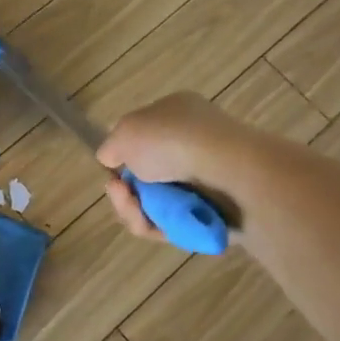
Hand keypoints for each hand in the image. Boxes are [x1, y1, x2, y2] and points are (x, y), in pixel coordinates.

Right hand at [96, 92, 252, 239]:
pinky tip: (147, 224)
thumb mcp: (126, 131)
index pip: (141, 136)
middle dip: (124, 189)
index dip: (121, 155)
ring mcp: (204, 181)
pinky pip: (172, 223)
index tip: (111, 168)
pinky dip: (154, 226)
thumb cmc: (173, 140)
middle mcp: (191, 144)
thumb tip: (112, 160)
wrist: (228, 173)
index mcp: (176, 114)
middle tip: (119, 192)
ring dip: (133, 210)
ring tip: (133, 210)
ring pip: (154, 203)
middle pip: (144, 176)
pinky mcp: (211, 214)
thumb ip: (111, 146)